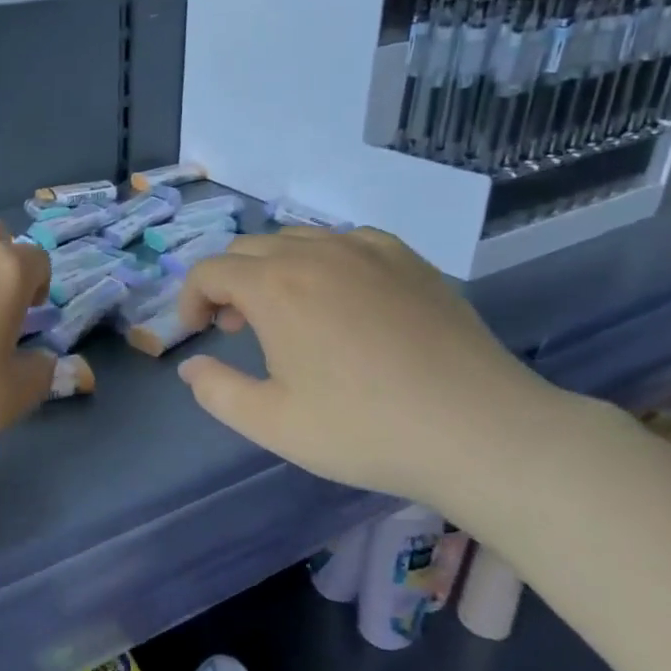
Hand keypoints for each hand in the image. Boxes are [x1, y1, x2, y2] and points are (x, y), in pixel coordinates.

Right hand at [175, 228, 571, 508]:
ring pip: (296, 239)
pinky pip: (345, 241)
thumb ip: (216, 390)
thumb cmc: (364, 429)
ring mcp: (367, 250)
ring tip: (286, 313)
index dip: (190, 299)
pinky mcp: (408, 259)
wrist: (480, 431)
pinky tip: (340, 298)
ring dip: (272, 269)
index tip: (198, 334)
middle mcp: (316, 253)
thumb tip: (192, 365)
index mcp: (276, 287)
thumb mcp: (272, 423)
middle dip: (228, 283)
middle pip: (248, 249)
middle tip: (236, 328)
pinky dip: (322, 260)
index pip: (210, 271)